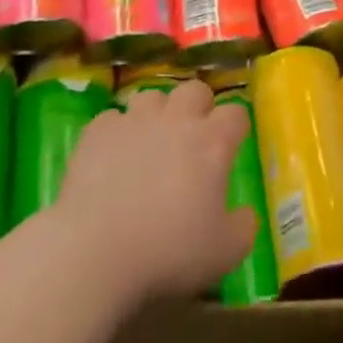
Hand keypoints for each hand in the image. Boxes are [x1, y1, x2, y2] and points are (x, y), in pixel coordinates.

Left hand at [54, 79, 256, 304]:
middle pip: (195, 90)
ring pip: (152, 96)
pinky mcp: (98, 131)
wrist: (96, 251)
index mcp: (212, 142)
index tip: (232, 145)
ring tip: (151, 142)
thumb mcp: (225, 252)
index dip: (236, 127)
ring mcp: (134, 121)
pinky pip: (112, 119)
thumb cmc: (169, 252)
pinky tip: (113, 157)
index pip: (235, 113)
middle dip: (199, 107)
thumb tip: (246, 213)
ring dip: (157, 114)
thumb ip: (243, 227)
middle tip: (193, 137)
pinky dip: (117, 133)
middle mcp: (176, 120)